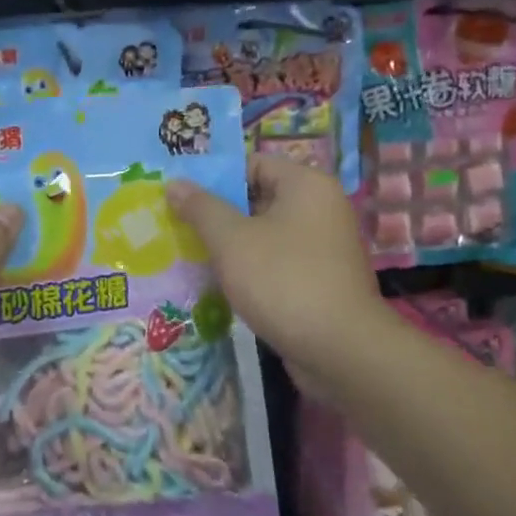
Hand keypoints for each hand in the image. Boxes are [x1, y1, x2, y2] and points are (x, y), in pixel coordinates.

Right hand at [166, 155, 387, 383]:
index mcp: (306, 185)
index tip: (180, 196)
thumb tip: (174, 183)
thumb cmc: (283, 281)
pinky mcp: (320, 279)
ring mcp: (323, 246)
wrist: (341, 352)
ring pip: (264, 233)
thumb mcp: (231, 240)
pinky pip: (276, 261)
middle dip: (217, 213)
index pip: (252, 164)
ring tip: (189, 253)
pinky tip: (219, 283)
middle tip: (177, 224)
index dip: (214, 178)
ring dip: (230, 244)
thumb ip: (200, 207)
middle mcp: (320, 208)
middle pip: (257, 198)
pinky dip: (250, 268)